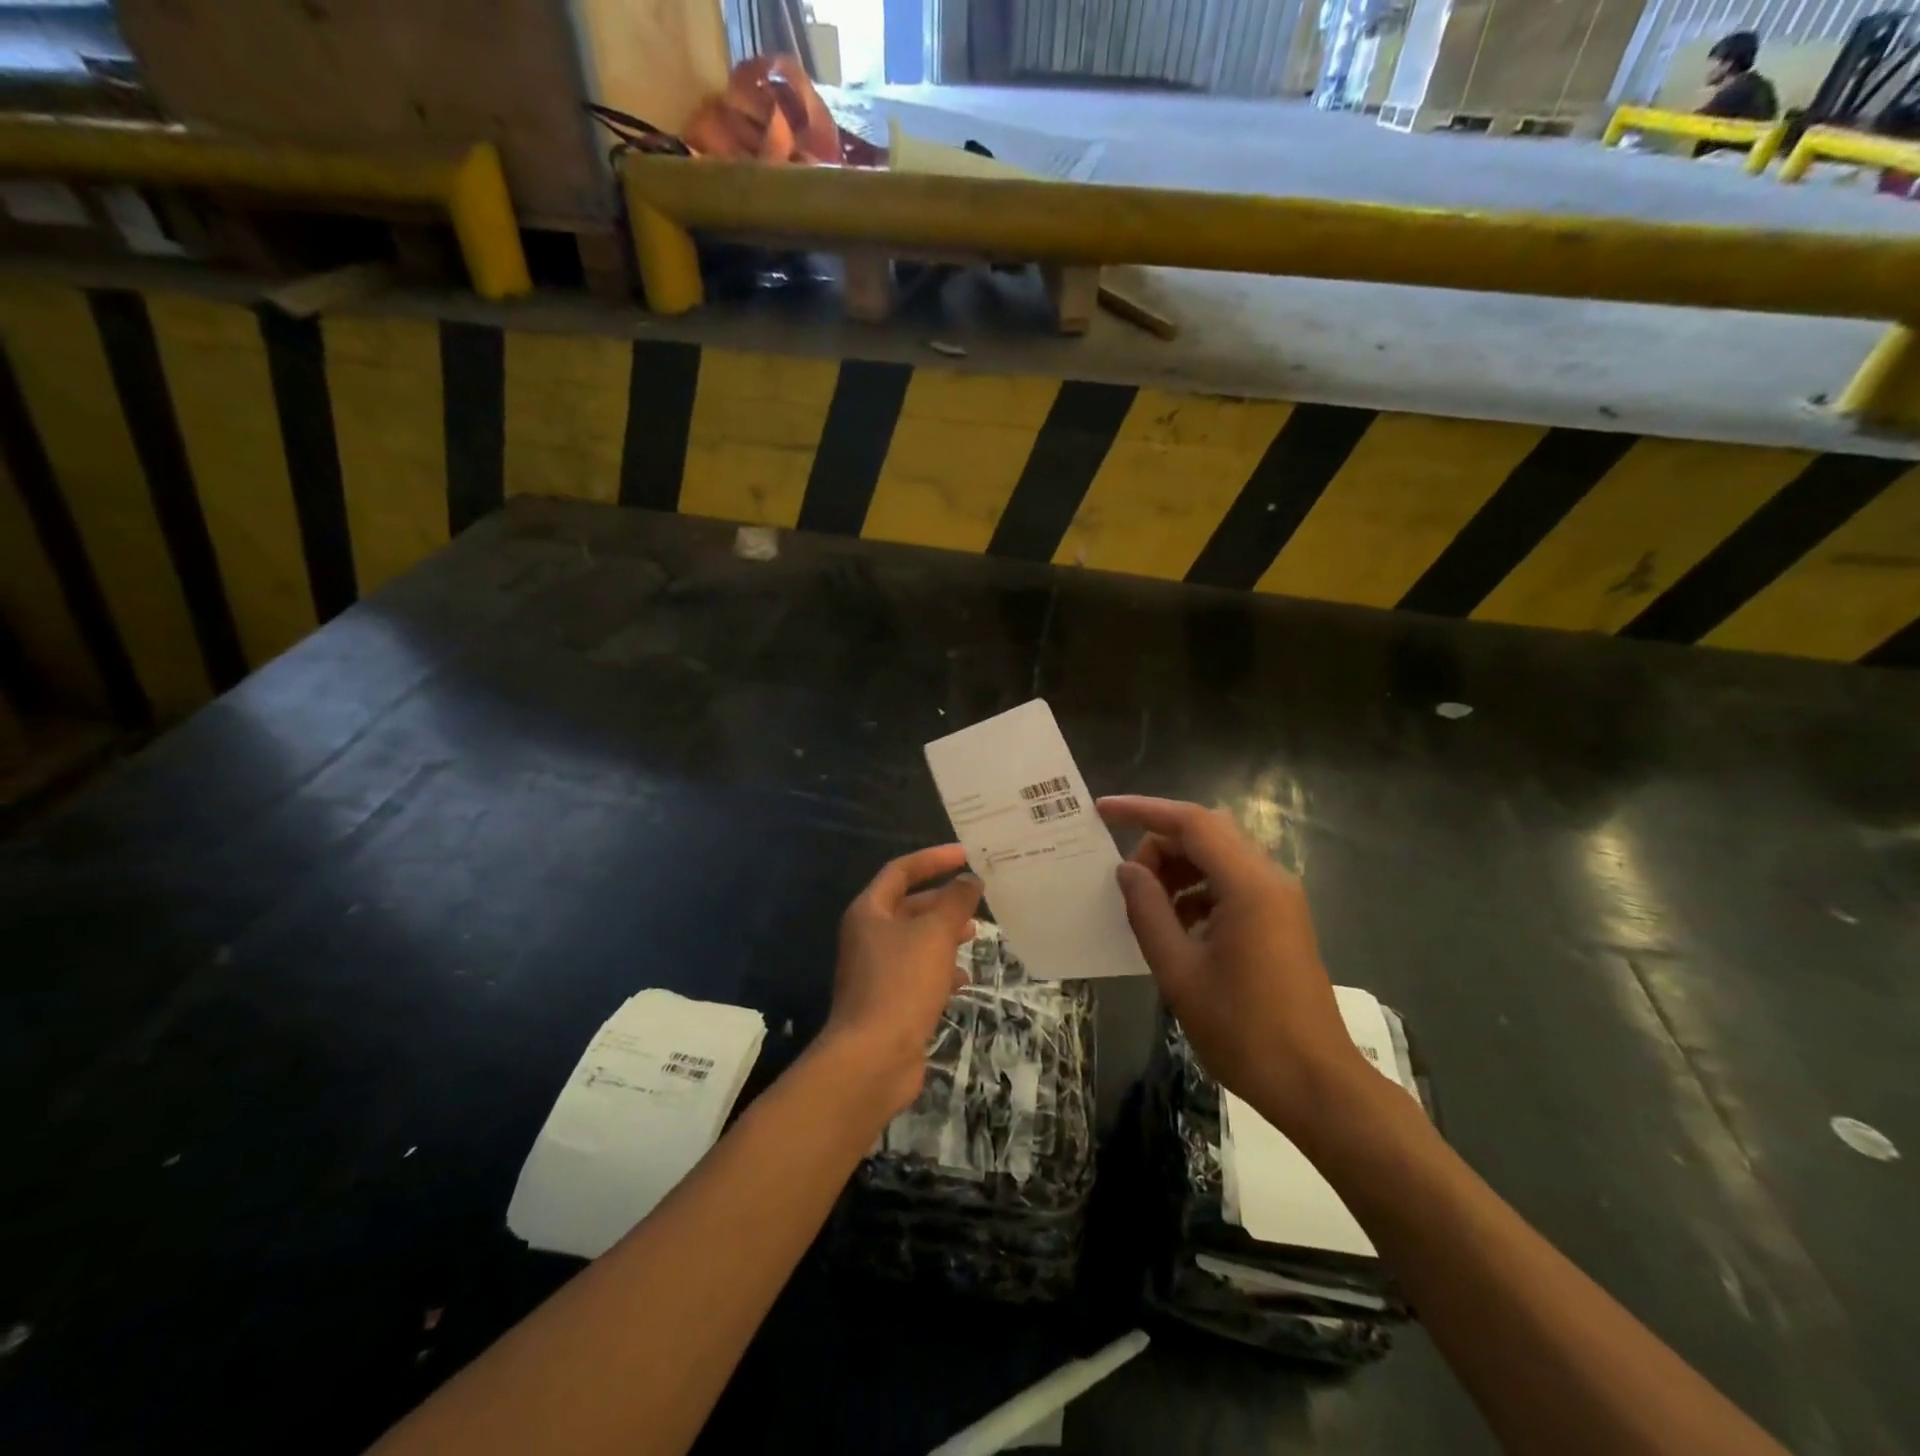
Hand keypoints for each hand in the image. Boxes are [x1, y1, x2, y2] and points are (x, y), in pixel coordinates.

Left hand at [822, 844, 981, 1114]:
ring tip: (975, 935)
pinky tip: (963, 979)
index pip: (901, 871)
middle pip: (908, 906)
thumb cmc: (902, 983)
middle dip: (943, 900)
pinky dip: (940, 969)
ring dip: (945, 935)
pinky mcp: (888, 1000)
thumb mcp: (935, 934)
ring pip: (916, 941)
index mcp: (869, 911)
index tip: (966, 855)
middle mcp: (868, 936)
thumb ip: (955, 902)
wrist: (873, 1058)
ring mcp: (876, 970)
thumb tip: (969, 879)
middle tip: (977, 898)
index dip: (933, 859)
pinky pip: (917, 973)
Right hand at [1099, 796, 1372, 1135]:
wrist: (1316, 1085)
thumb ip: (1148, 912)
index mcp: (1248, 886)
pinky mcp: (1281, 920)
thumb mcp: (1179, 972)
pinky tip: (1176, 927)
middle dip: (1160, 845)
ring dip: (1178, 869)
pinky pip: (1232, 884)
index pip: (1191, 822)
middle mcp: (1269, 880)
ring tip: (1146, 906)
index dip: (1143, 810)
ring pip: (1219, 858)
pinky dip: (1198, 891)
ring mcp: (1280, 900)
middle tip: (1126, 880)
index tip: (1102, 811)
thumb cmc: (1243, 1031)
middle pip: (1207, 834)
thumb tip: (1127, 870)